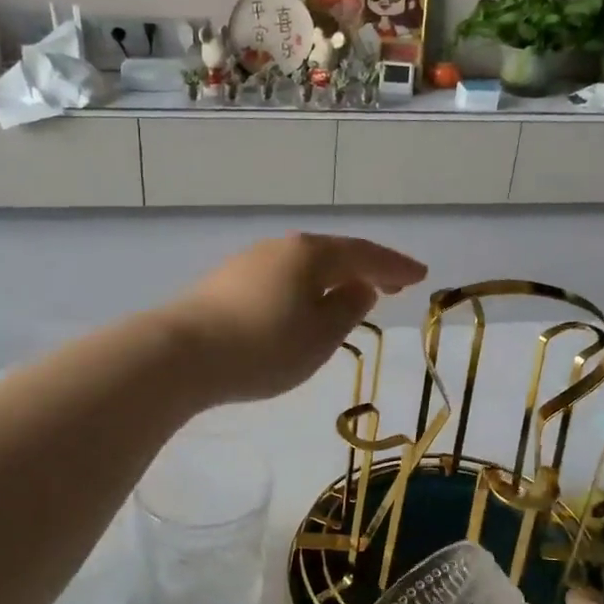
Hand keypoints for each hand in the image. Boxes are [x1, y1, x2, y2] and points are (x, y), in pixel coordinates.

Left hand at [161, 233, 426, 403]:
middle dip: (365, 269)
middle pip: (333, 254)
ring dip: (332, 279)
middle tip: (392, 284)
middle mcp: (281, 248)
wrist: (181, 355)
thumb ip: (348, 309)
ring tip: (351, 296)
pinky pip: (280, 280)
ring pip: (304, 266)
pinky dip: (304, 289)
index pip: (365, 255)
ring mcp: (249, 262)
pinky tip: (302, 307)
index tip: (421, 276)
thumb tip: (360, 287)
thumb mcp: (320, 336)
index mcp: (311, 254)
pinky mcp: (225, 283)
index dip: (395, 266)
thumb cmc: (264, 346)